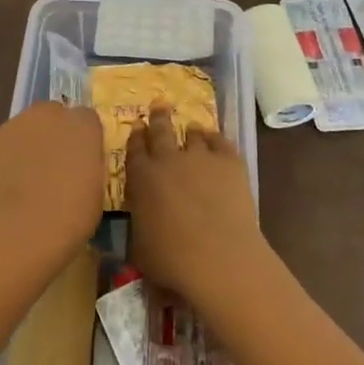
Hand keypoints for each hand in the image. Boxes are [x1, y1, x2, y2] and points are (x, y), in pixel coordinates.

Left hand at [0, 101, 105, 272]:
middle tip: (55, 165)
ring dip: (30, 142)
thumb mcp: (96, 190)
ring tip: (28, 176)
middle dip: (55, 133)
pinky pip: (5, 143)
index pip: (88, 119)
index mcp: (85, 126)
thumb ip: (88, 165)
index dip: (84, 139)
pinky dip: (7, 156)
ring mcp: (17, 124)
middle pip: (54, 115)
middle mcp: (51, 114)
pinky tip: (7, 183)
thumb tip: (79, 163)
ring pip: (27, 127)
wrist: (20, 230)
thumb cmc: (70, 217)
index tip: (82, 161)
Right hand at [124, 109, 266, 307]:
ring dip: (190, 130)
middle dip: (158, 116)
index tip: (137, 126)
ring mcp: (200, 157)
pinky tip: (216, 139)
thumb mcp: (139, 248)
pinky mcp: (229, 162)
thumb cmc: (172, 259)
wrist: (219, 257)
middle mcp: (168, 159)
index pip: (134, 148)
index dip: (135, 136)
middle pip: (161, 130)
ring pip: (193, 133)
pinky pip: (220, 141)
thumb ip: (138, 227)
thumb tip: (137, 227)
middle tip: (159, 105)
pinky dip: (216, 138)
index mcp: (142, 177)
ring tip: (192, 127)